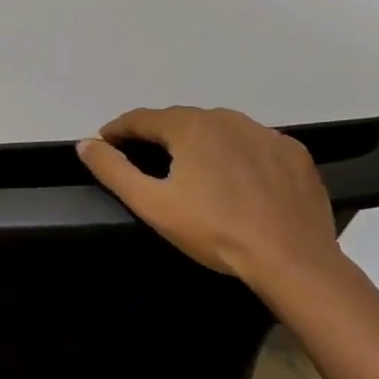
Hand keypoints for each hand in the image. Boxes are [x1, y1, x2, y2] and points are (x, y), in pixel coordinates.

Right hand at [77, 107, 338, 285]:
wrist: (293, 260)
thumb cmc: (214, 231)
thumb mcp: (152, 204)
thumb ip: (113, 170)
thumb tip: (85, 143)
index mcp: (189, 126)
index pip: (142, 118)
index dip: (119, 130)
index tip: (105, 143)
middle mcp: (226, 118)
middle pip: (182, 121)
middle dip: (160, 136)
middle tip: (148, 160)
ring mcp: (265, 134)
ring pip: (220, 131)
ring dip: (201, 143)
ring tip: (194, 171)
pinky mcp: (293, 154)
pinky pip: (255, 146)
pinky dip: (239, 156)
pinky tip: (240, 182)